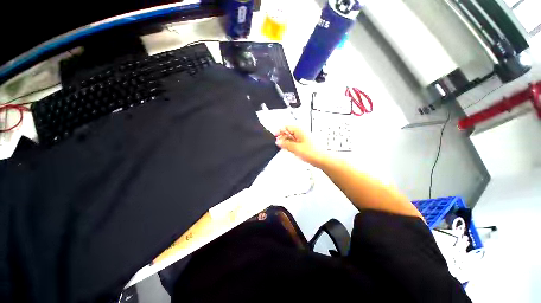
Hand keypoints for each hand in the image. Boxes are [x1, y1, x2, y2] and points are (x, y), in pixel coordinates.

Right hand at [275, 126, 326, 166]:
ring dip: (287, 142)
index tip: (276, 137)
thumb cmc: (313, 152)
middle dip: (283, 137)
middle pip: (288, 132)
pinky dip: (291, 145)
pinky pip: (294, 142)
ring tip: (285, 148)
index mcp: (299, 130)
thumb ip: (285, 144)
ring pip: (291, 137)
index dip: (279, 131)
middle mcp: (301, 132)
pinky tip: (291, 150)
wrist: (321, 159)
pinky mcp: (304, 143)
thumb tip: (278, 142)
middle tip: (279, 144)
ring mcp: (302, 138)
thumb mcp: (295, 148)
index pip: (286, 127)